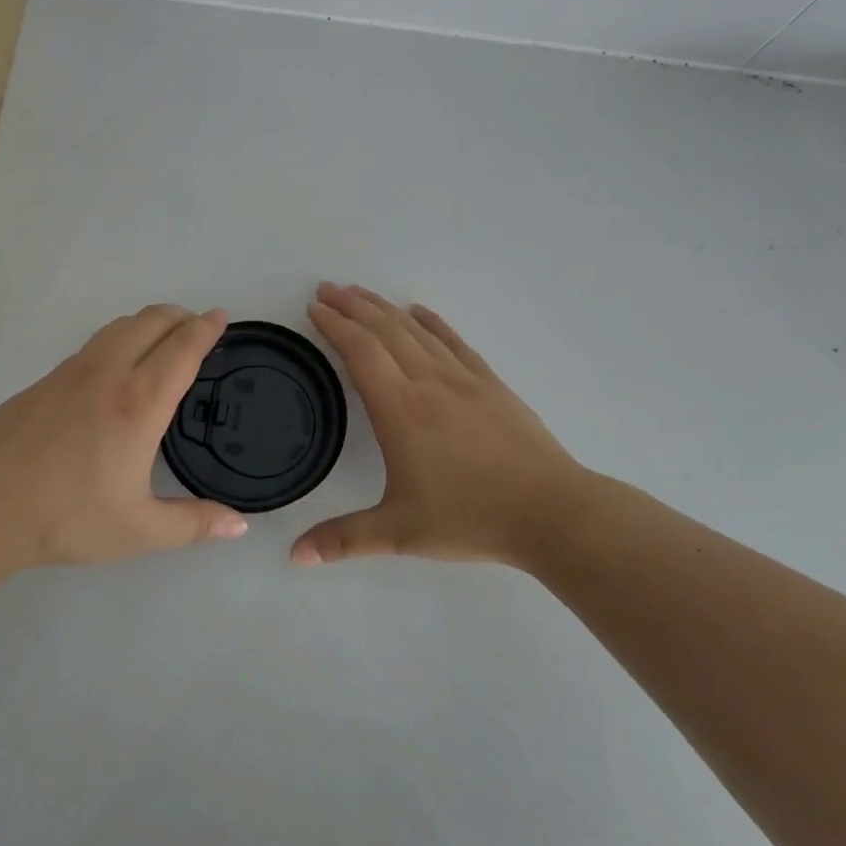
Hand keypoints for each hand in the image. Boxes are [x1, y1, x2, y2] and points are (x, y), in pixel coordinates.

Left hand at [0, 305, 248, 569]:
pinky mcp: (45, 380)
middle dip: (180, 316)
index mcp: (139, 403)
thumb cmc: (66, 517)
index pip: (182, 348)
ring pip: (119, 326)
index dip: (206, 328)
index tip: (221, 317)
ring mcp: (71, 371)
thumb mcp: (138, 530)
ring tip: (162, 340)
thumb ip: (194, 524)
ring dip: (149, 322)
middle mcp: (109, 373)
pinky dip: (119, 338)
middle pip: (151, 321)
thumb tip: (241, 525)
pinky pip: (94, 344)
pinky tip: (116, 368)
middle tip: (198, 328)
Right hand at [291, 284, 589, 568]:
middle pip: (384, 329)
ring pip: (415, 330)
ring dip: (384, 307)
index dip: (334, 325)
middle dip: (352, 305)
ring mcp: (463, 378)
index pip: (360, 352)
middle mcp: (428, 382)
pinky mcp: (490, 383)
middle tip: (326, 288)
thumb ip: (344, 539)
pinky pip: (453, 341)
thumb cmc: (470, 517)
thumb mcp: (400, 532)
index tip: (313, 307)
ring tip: (360, 292)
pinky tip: (419, 312)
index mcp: (400, 409)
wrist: (550, 510)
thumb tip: (295, 556)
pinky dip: (431, 322)